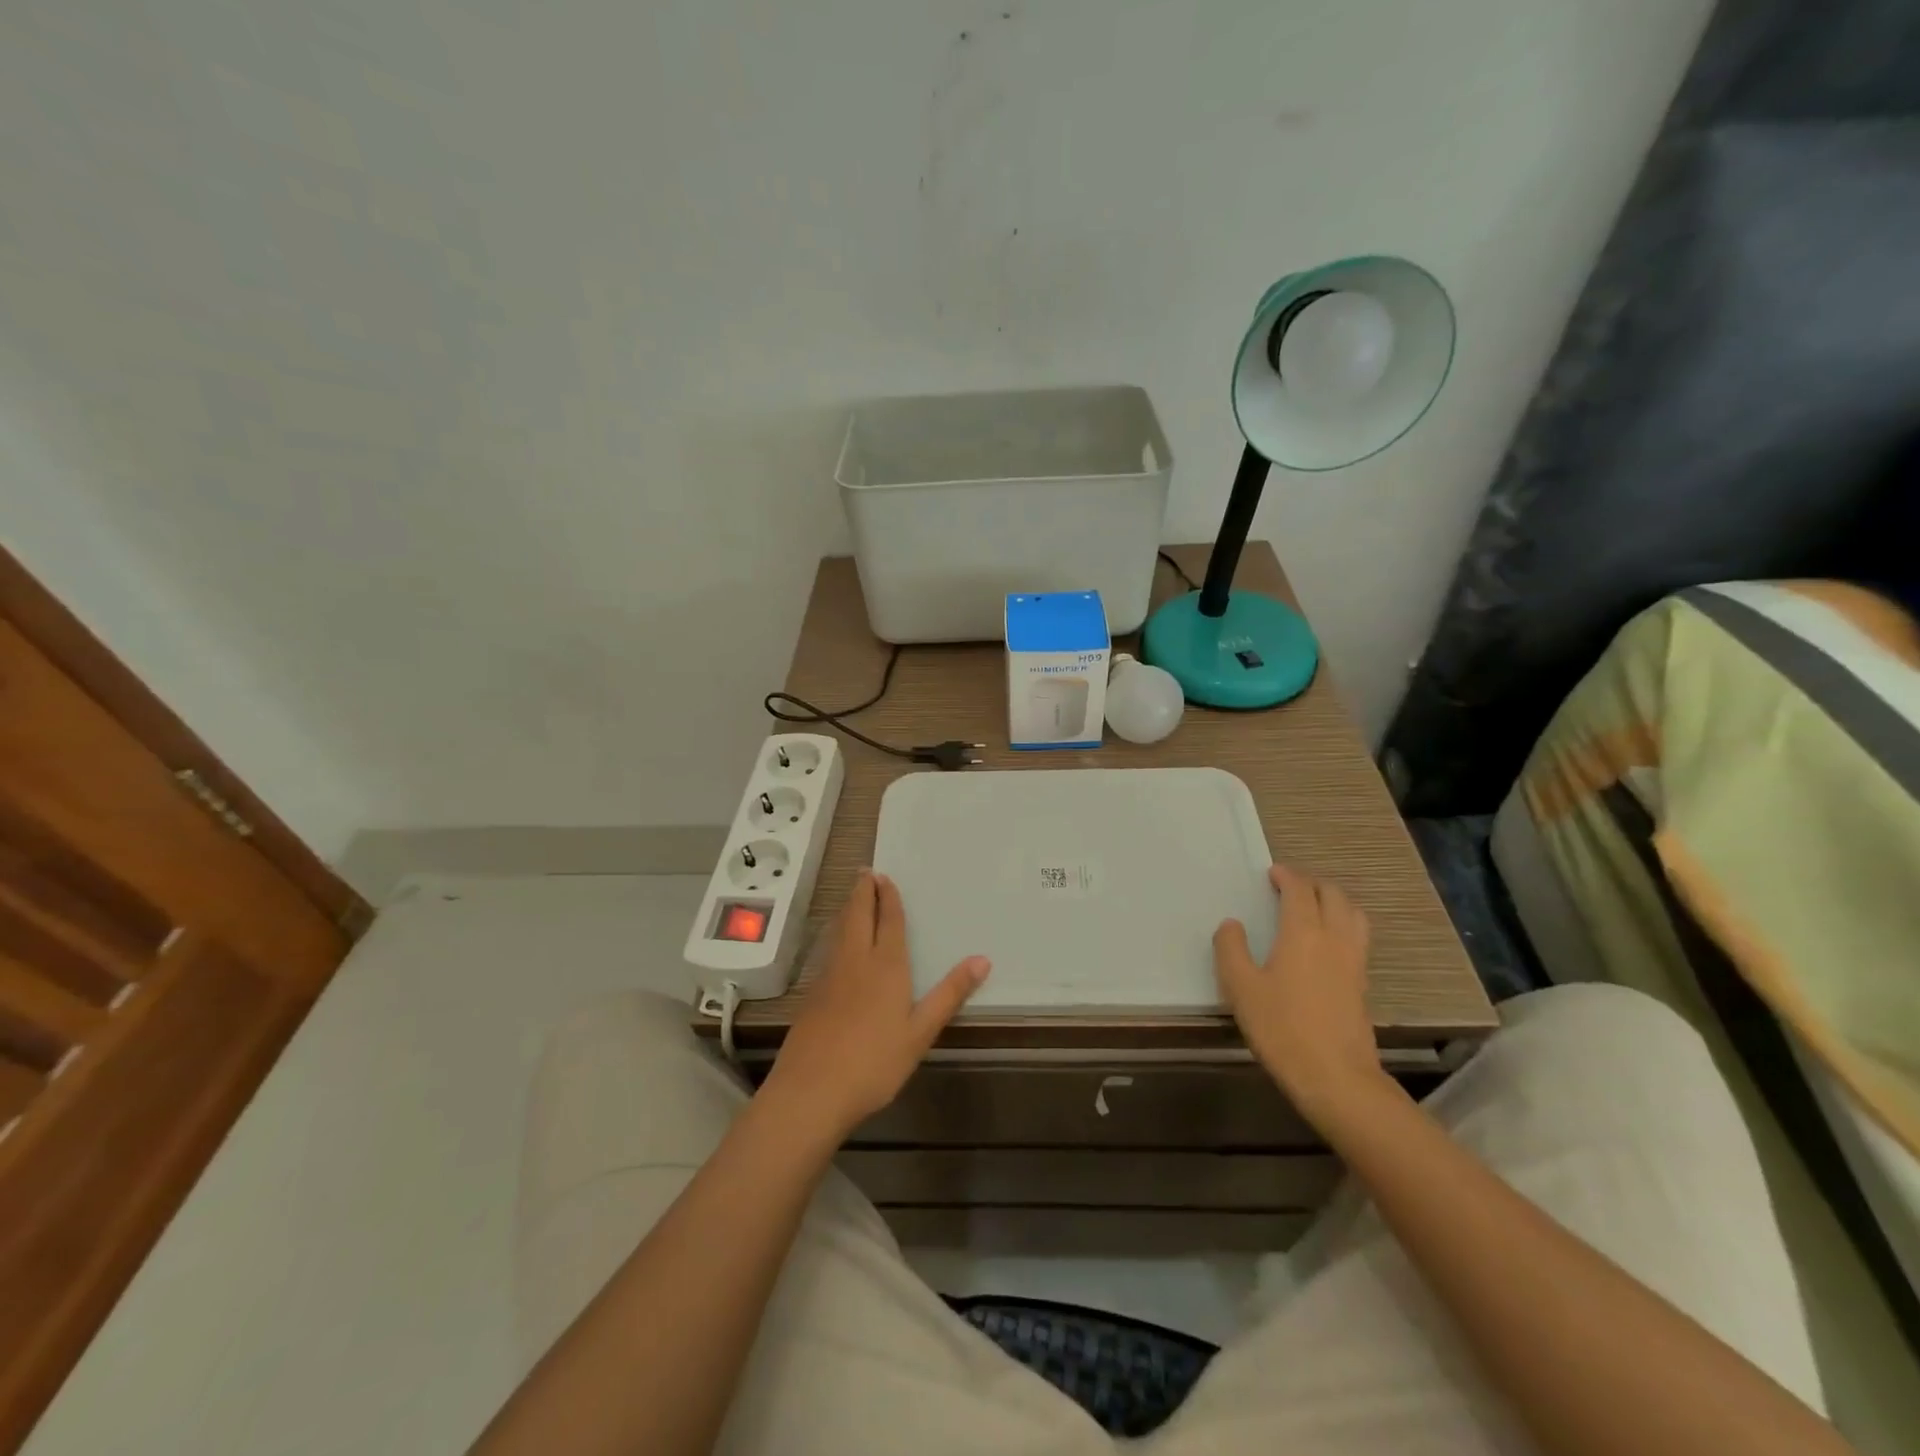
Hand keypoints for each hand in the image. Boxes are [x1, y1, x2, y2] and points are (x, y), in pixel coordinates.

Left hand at [761, 870, 989, 1142]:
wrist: (811, 1091)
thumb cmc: (874, 1063)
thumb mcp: (920, 1032)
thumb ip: (949, 994)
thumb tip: (982, 959)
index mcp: (886, 967)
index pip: (889, 922)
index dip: (888, 898)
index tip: (885, 877)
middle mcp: (856, 962)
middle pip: (858, 917)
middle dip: (863, 893)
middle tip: (865, 872)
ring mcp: (830, 977)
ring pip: (840, 931)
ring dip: (848, 909)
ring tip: (853, 896)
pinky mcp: (813, 994)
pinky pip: (829, 950)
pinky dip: (837, 933)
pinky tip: (837, 943)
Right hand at [1213, 865, 1385, 1124]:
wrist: (1336, 1077)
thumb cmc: (1281, 1027)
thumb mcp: (1241, 987)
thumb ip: (1231, 949)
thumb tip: (1232, 925)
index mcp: (1303, 932)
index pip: (1299, 889)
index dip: (1286, 876)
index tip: (1272, 873)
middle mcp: (1334, 938)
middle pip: (1332, 895)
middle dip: (1312, 883)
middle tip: (1290, 886)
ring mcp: (1354, 961)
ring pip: (1353, 914)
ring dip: (1334, 901)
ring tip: (1315, 907)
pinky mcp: (1363, 984)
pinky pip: (1357, 936)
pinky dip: (1343, 923)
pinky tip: (1327, 942)